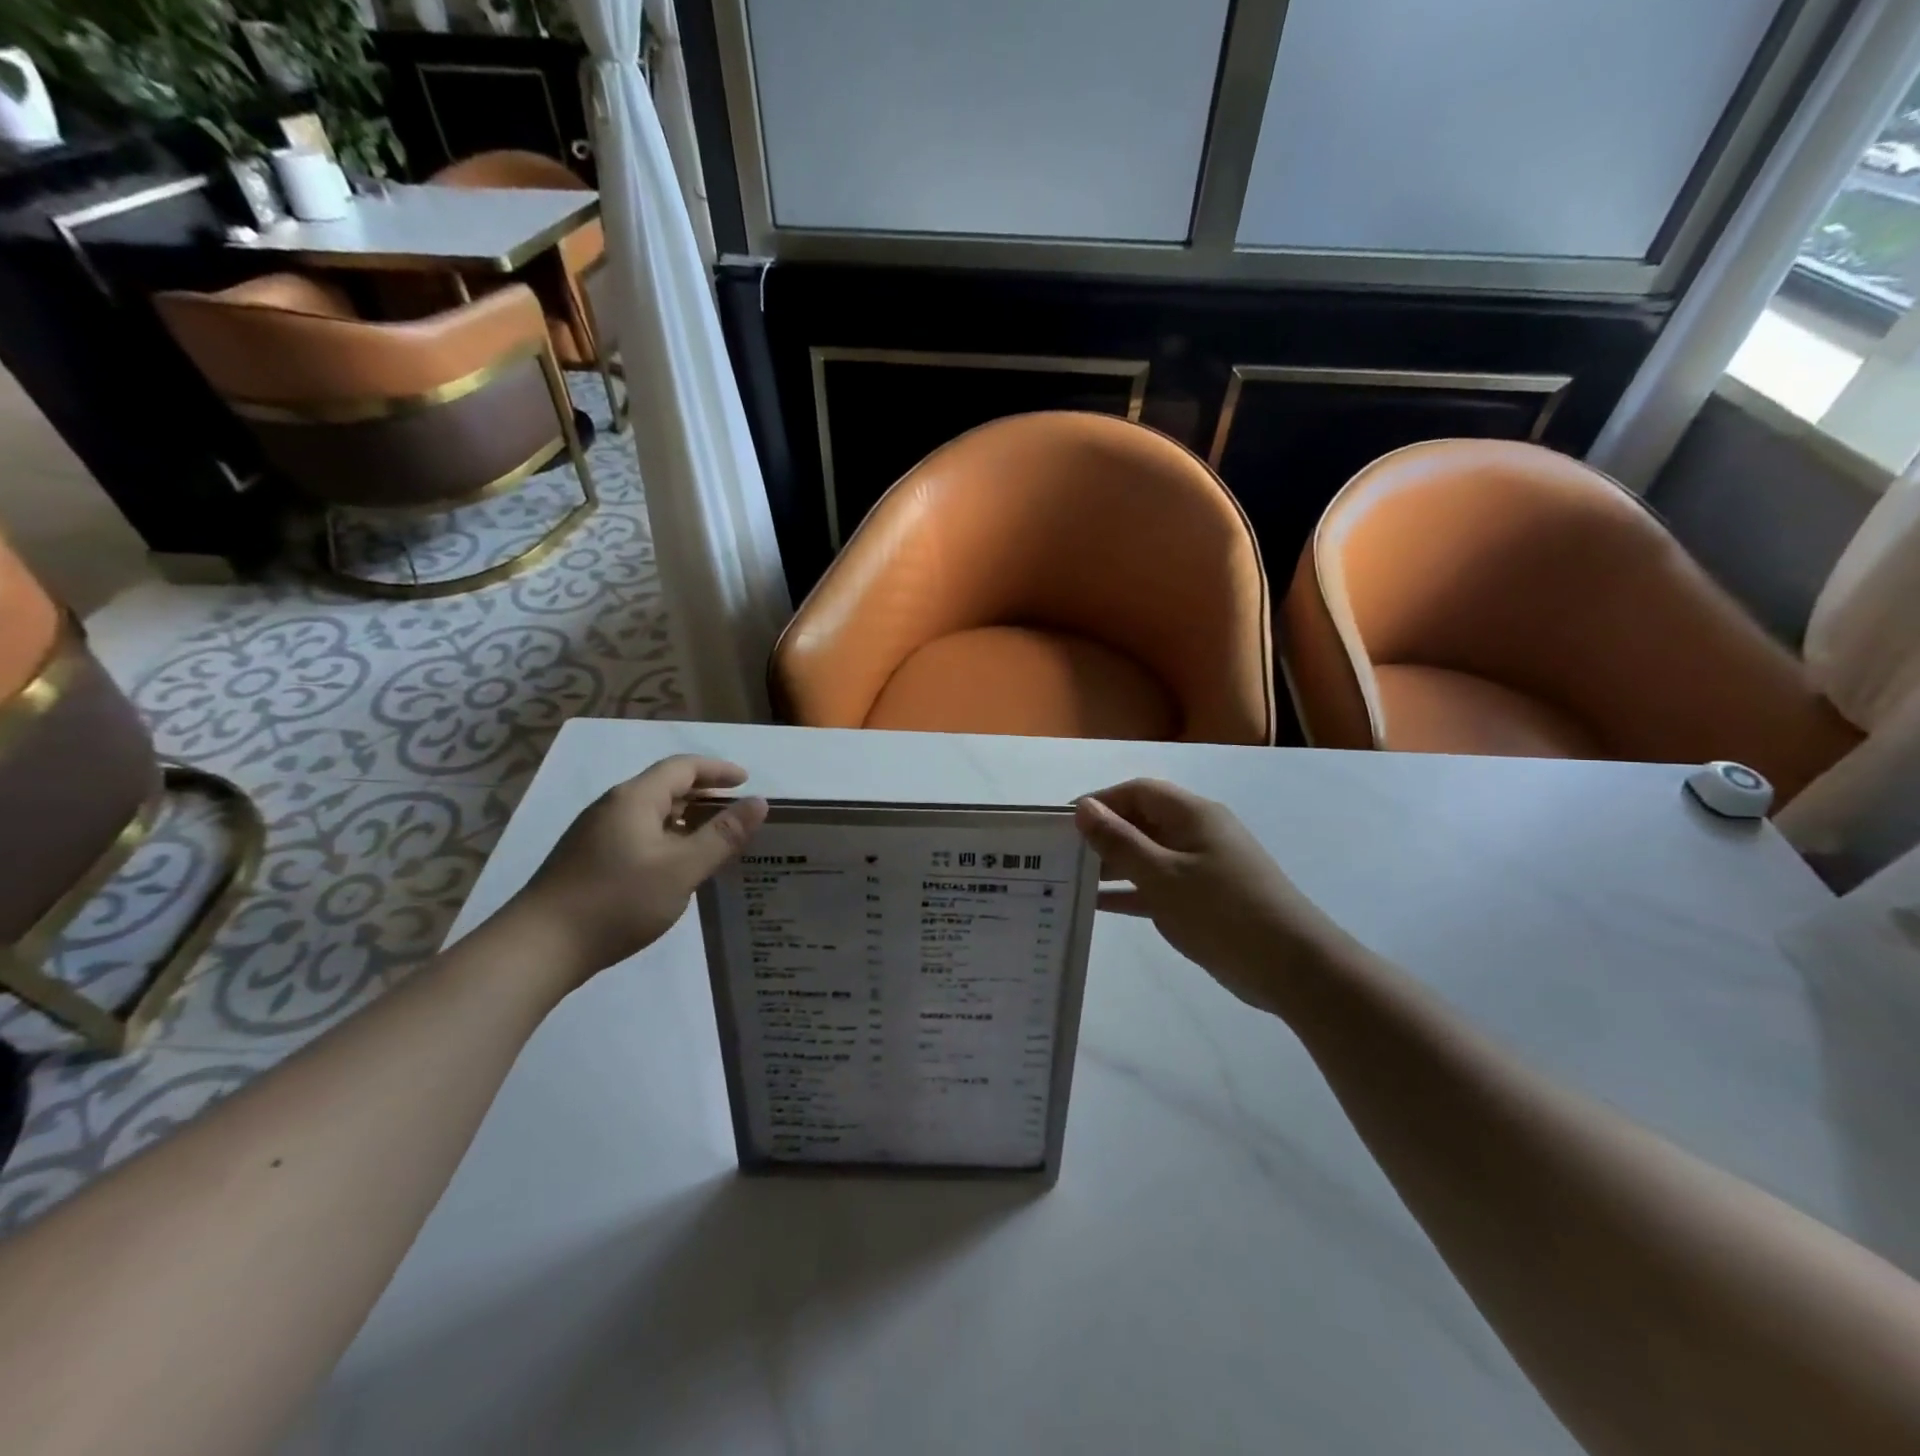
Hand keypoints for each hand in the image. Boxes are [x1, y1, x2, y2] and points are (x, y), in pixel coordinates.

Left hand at [511, 756, 767, 983]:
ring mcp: (596, 835)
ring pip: (651, 814)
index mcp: (635, 798)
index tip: (747, 782)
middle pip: (665, 787)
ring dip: (686, 819)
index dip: (717, 770)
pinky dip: (667, 839)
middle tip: (737, 813)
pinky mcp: (588, 861)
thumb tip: (759, 803)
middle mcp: (613, 807)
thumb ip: (722, 835)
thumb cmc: (616, 901)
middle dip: (704, 794)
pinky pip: (639, 835)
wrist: (538, 949)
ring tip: (715, 841)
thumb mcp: (681, 869)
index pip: (683, 767)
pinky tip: (677, 868)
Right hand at [1074, 779, 1331, 1010]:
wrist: (1292, 967)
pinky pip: (1158, 884)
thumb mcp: (1162, 875)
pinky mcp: (1204, 898)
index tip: (1062, 825)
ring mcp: (1202, 866)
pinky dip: (1131, 890)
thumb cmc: (1223, 911)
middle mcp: (1197, 832)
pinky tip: (1099, 906)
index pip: (1137, 791)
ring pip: (1147, 854)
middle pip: (1141, 821)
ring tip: (1071, 880)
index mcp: (1192, 814)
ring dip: (1113, 864)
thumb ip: (1119, 841)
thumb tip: (1083, 807)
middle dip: (1102, 834)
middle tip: (1061, 857)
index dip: (1099, 802)